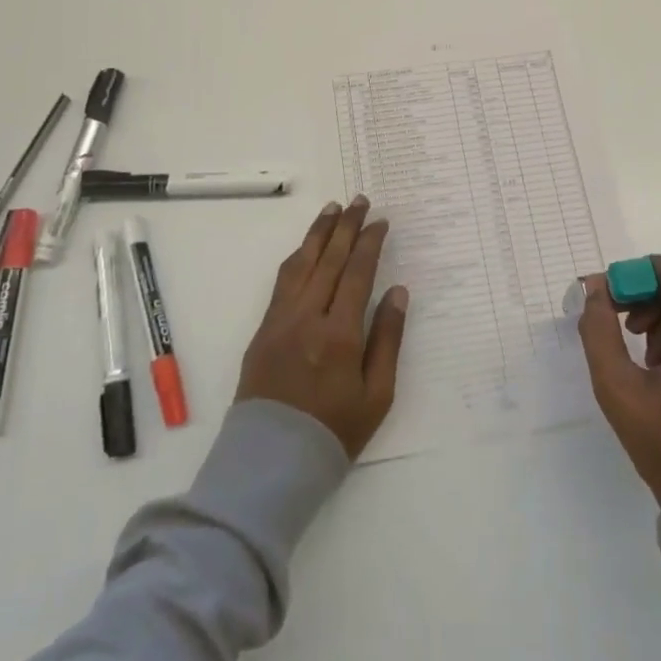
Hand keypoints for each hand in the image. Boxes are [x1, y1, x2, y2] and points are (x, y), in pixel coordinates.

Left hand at [236, 196, 409, 459]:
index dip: (370, 243)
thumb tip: (397, 291)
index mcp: (339, 334)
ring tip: (333, 209)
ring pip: (300, 264)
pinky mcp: (263, 328)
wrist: (271, 461)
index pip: (356, 273)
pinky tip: (306, 247)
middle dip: (346, 226)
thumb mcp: (377, 395)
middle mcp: (307, 317)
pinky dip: (297, 257)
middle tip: (360, 200)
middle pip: (329, 259)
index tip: (381, 220)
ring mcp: (280, 320)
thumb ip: (388, 339)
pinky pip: (281, 281)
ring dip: (318, 233)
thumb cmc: (334, 432)